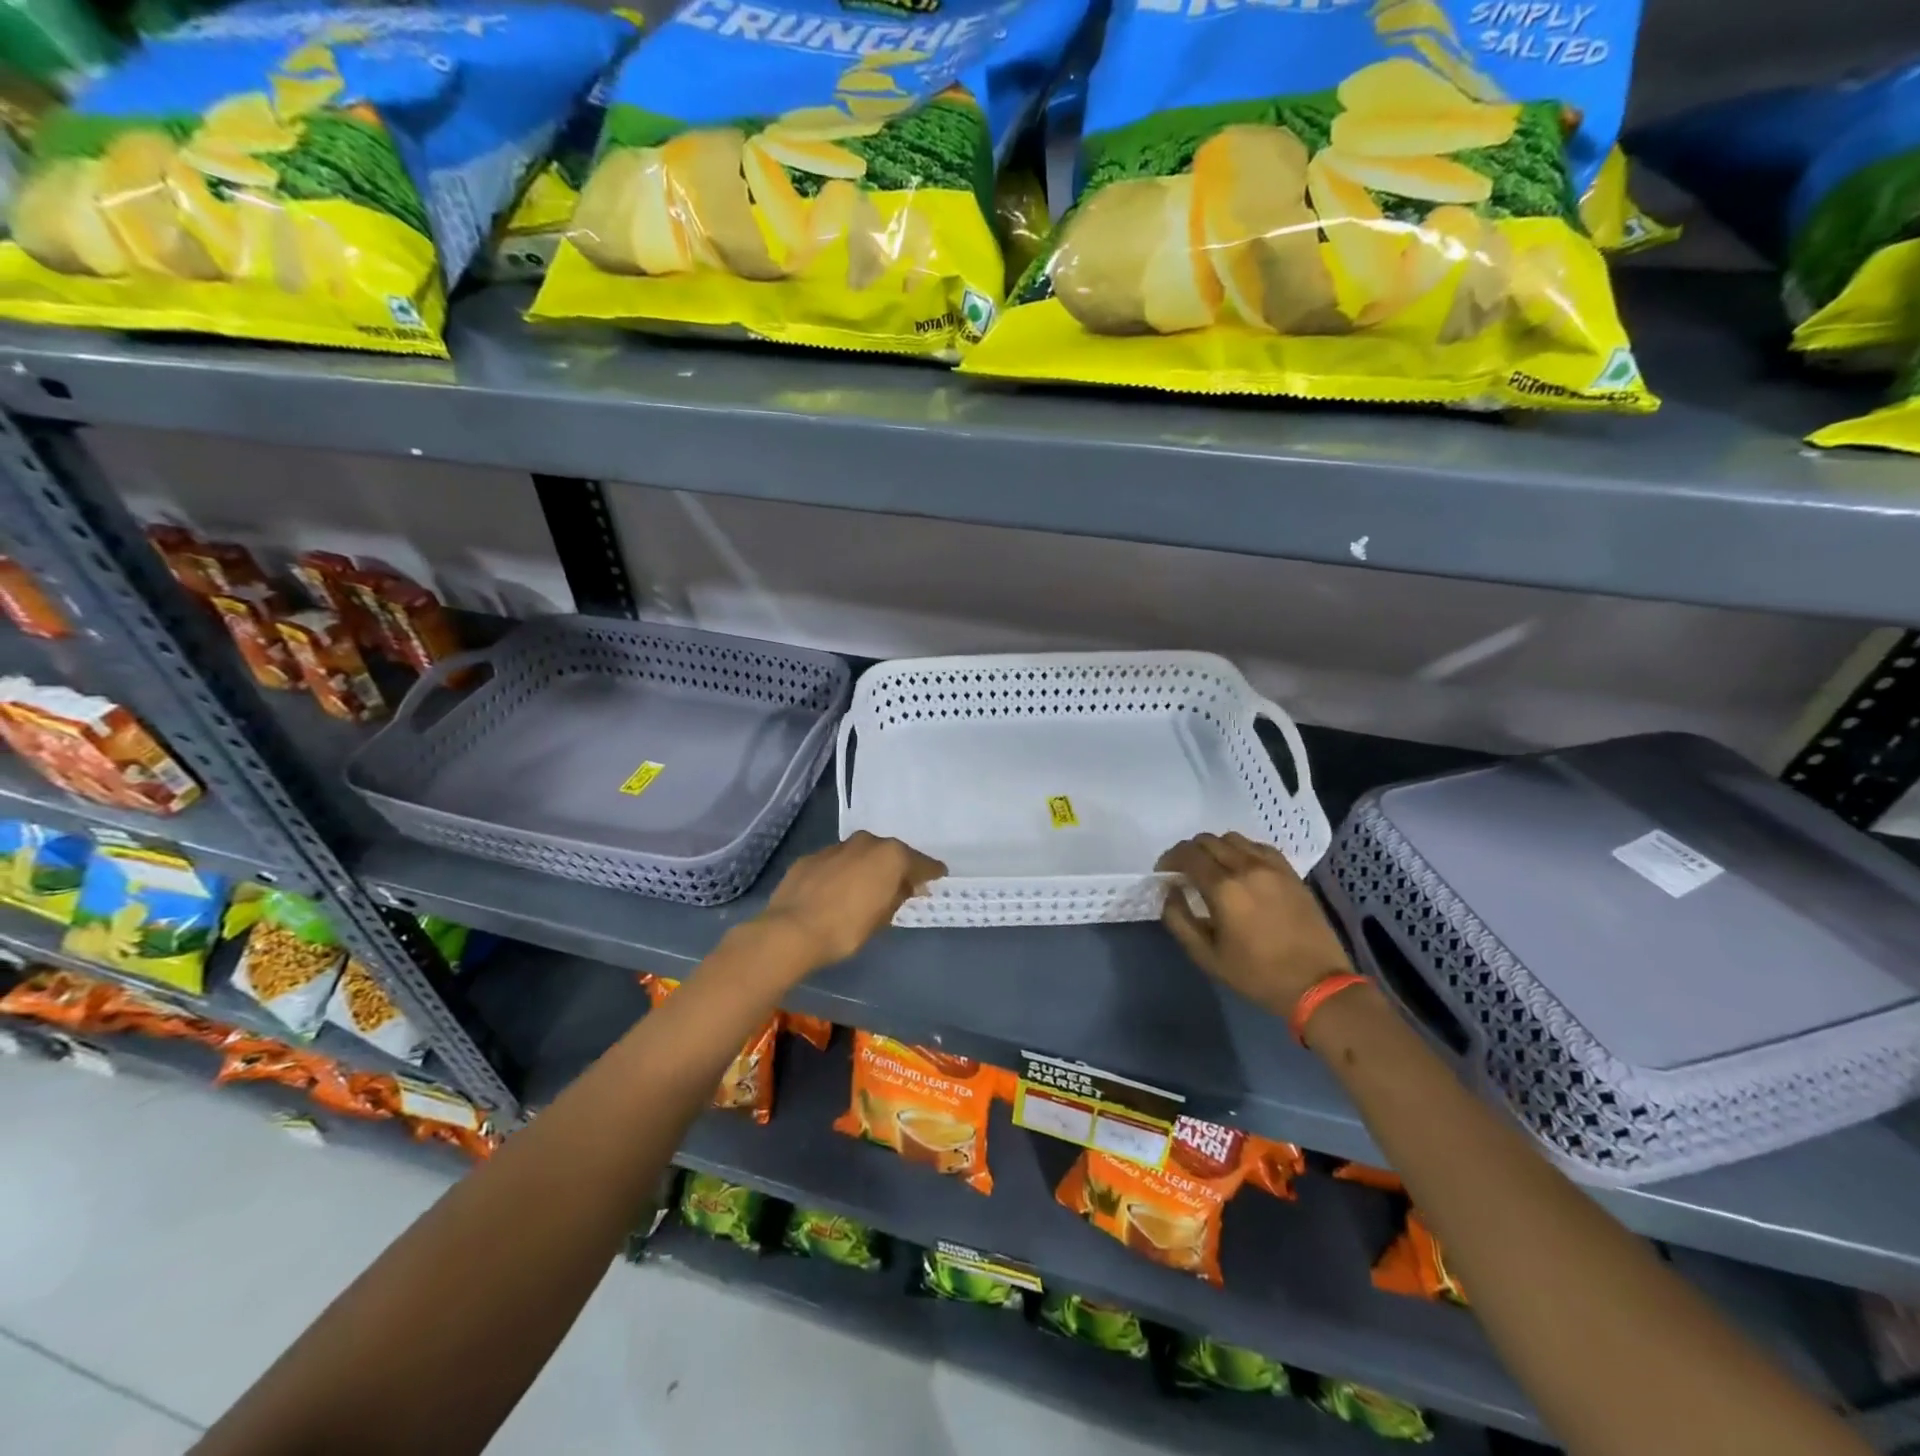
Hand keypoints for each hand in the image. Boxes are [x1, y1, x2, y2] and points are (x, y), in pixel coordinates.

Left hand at [758, 831, 946, 969]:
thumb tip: (907, 887)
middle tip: (901, 885)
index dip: (930, 871)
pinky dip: (842, 872)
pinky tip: (838, 889)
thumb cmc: (847, 928)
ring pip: (861, 854)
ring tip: (867, 887)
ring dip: (867, 867)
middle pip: (889, 853)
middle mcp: (866, 843)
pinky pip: (837, 862)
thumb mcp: (883, 918)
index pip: (920, 862)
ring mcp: (837, 847)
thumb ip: (898, 896)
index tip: (938, 876)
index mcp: (890, 855)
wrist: (792, 929)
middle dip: (896, 867)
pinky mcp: (812, 857)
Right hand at [1157, 832, 1351, 1013]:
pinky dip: (1242, 851)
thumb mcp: (1206, 955)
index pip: (1187, 854)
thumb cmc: (1256, 974)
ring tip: (1213, 870)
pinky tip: (1242, 871)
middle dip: (1189, 852)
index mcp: (1224, 888)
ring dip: (1215, 849)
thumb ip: (1178, 919)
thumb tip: (1170, 891)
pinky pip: (1258, 847)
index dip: (1169, 859)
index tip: (1164, 873)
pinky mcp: (1290, 872)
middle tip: (1184, 872)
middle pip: (1207, 841)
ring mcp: (1272, 867)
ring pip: (1233, 838)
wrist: (1316, 984)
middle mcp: (1247, 867)